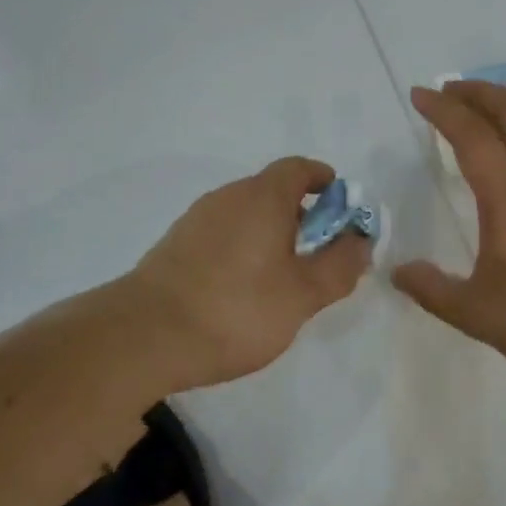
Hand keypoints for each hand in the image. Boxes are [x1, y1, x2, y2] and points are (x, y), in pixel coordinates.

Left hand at [126, 157, 371, 391]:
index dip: (323, 180)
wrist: (144, 337)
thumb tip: (360, 242)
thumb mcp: (303, 294)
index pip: (298, 168)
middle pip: (272, 191)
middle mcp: (227, 197)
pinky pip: (222, 234)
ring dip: (271, 234)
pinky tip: (243, 290)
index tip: (340, 203)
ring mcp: (196, 220)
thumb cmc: (236, 309)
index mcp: (262, 196)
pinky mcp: (175, 246)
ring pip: (245, 215)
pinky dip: (243, 248)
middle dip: (302, 215)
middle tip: (320, 253)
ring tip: (284, 277)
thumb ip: (339, 266)